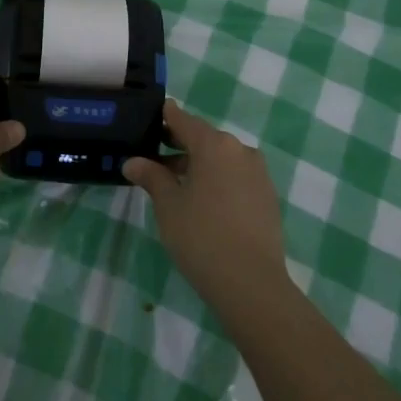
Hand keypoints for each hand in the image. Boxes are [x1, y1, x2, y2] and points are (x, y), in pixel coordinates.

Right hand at [124, 102, 287, 312]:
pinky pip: (236, 176)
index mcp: (214, 144)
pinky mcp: (267, 196)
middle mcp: (239, 150)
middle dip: (179, 144)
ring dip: (199, 164)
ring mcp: (258, 173)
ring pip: (221, 158)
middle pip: (204, 138)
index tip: (152, 115)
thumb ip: (151, 177)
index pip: (183, 120)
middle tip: (155, 155)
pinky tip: (203, 201)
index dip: (166, 117)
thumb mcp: (168, 205)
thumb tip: (132, 162)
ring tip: (175, 183)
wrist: (252, 284)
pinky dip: (218, 179)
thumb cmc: (202, 237)